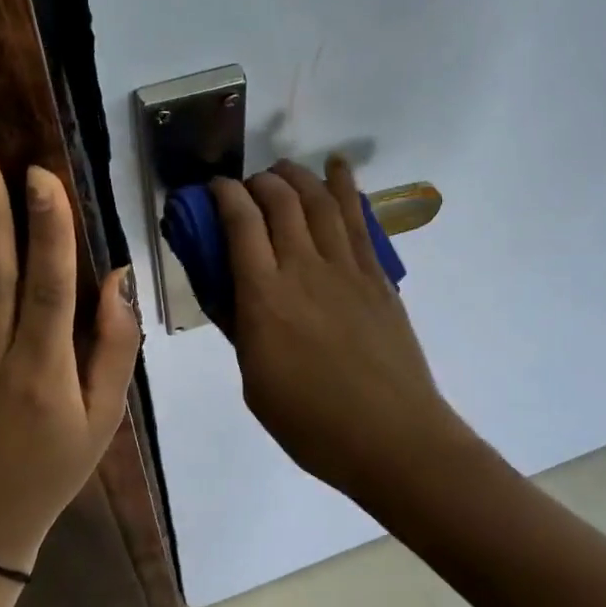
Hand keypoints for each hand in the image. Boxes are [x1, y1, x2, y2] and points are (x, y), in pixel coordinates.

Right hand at [210, 158, 473, 495]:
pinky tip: (338, 169)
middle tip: (248, 185)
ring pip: (319, 202)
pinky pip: (358, 221)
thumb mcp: (255, 383)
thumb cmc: (312, 424)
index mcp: (265, 299)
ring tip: (283, 168)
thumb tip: (231, 292)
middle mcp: (304, 270)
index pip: (240, 224)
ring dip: (298, 176)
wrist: (392, 438)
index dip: (224, 195)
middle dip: (259, 181)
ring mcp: (346, 269)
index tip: (213, 189)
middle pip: (280, 202)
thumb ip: (242, 329)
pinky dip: (345, 188)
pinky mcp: (377, 277)